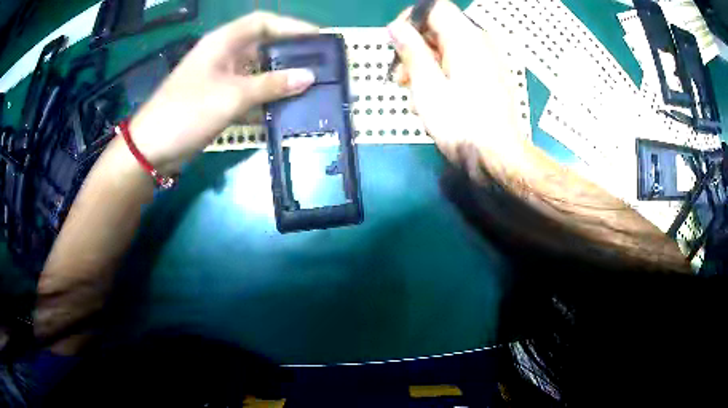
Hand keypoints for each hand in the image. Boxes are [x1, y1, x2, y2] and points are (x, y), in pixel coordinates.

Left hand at [128, 12, 318, 172]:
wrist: (152, 148)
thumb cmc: (188, 112)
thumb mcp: (232, 96)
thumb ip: (272, 85)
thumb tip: (310, 76)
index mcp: (223, 42)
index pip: (263, 23)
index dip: (291, 26)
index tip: (317, 38)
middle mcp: (222, 55)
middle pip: (262, 46)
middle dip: (289, 54)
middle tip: (317, 65)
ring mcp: (219, 78)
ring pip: (255, 72)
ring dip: (278, 79)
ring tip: (307, 88)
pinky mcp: (217, 100)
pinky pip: (247, 93)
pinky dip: (263, 100)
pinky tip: (282, 110)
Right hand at [387, 0, 521, 161]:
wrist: (498, 158)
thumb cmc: (461, 124)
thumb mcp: (427, 86)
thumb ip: (411, 51)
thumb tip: (396, 27)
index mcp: (466, 39)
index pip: (434, 8)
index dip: (410, 19)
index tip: (395, 42)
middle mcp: (480, 43)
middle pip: (440, 28)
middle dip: (414, 48)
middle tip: (399, 78)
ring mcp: (489, 60)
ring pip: (448, 48)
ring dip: (425, 65)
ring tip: (414, 96)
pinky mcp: (491, 77)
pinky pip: (461, 63)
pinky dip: (442, 74)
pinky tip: (434, 100)